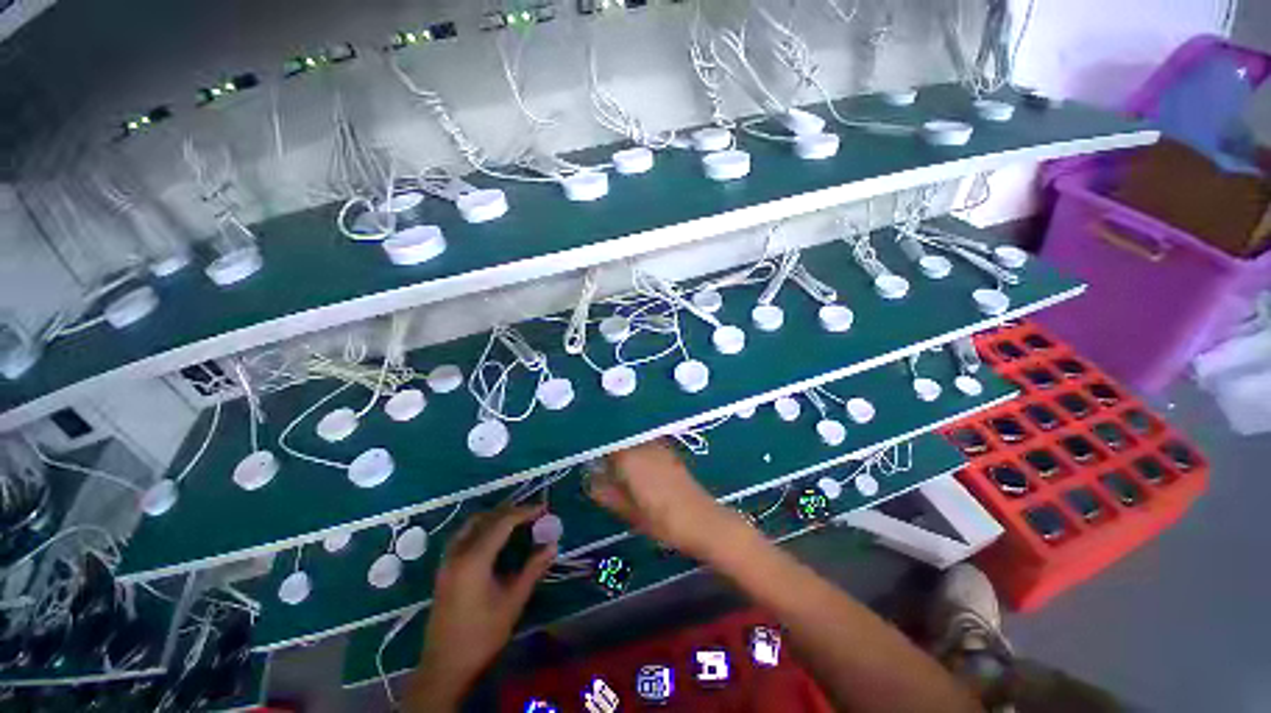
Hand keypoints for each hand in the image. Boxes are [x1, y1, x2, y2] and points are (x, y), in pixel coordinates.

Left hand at [410, 505, 555, 708]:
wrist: (444, 667)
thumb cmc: (481, 635)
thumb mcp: (512, 602)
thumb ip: (533, 569)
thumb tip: (553, 546)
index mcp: (474, 559)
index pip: (503, 522)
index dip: (525, 512)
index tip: (544, 508)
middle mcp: (458, 553)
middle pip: (486, 519)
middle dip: (511, 511)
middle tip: (532, 514)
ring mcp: (447, 560)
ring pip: (472, 525)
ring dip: (495, 518)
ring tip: (516, 522)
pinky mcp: (444, 569)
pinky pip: (464, 536)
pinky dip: (482, 528)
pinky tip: (494, 539)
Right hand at [588, 440, 746, 558]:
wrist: (699, 519)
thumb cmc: (660, 519)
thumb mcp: (626, 511)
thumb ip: (605, 492)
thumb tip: (590, 479)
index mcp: (628, 457)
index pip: (605, 443)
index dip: (594, 448)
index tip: (586, 456)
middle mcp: (642, 444)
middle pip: (619, 438)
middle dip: (608, 446)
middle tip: (598, 461)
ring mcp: (658, 445)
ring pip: (633, 439)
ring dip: (623, 445)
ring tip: (615, 463)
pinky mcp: (669, 451)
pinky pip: (646, 443)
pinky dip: (637, 448)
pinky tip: (636, 464)